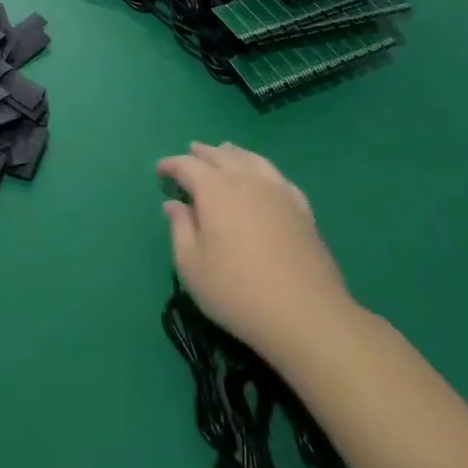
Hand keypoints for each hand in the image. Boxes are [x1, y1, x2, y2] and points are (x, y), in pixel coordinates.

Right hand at [158, 142, 358, 360]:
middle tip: (191, 152)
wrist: (306, 315)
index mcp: (215, 190)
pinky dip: (263, 169)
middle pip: (221, 156)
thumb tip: (174, 204)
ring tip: (225, 151)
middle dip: (202, 153)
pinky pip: (278, 177)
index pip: (188, 166)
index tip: (161, 170)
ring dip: (234, 153)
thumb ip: (180, 228)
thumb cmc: (237, 291)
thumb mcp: (192, 265)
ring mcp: (278, 192)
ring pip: (252, 159)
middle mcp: (246, 181)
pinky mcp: (302, 209)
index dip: (172, 165)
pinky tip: (264, 177)